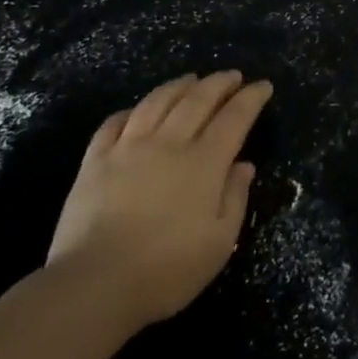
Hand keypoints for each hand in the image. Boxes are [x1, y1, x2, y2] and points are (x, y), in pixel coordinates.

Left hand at [46, 71, 270, 328]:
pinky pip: (114, 123)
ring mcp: (128, 148)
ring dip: (178, 85)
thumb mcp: (219, 242)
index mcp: (203, 163)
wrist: (96, 282)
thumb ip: (234, 198)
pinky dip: (131, 110)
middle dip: (219, 83)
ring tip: (191, 79)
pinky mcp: (95, 160)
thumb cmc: (167, 269)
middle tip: (232, 76)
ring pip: (157, 102)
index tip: (262, 86)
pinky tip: (137, 110)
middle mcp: (168, 143)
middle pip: (197, 100)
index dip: (250, 98)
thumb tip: (243, 165)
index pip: (234, 118)